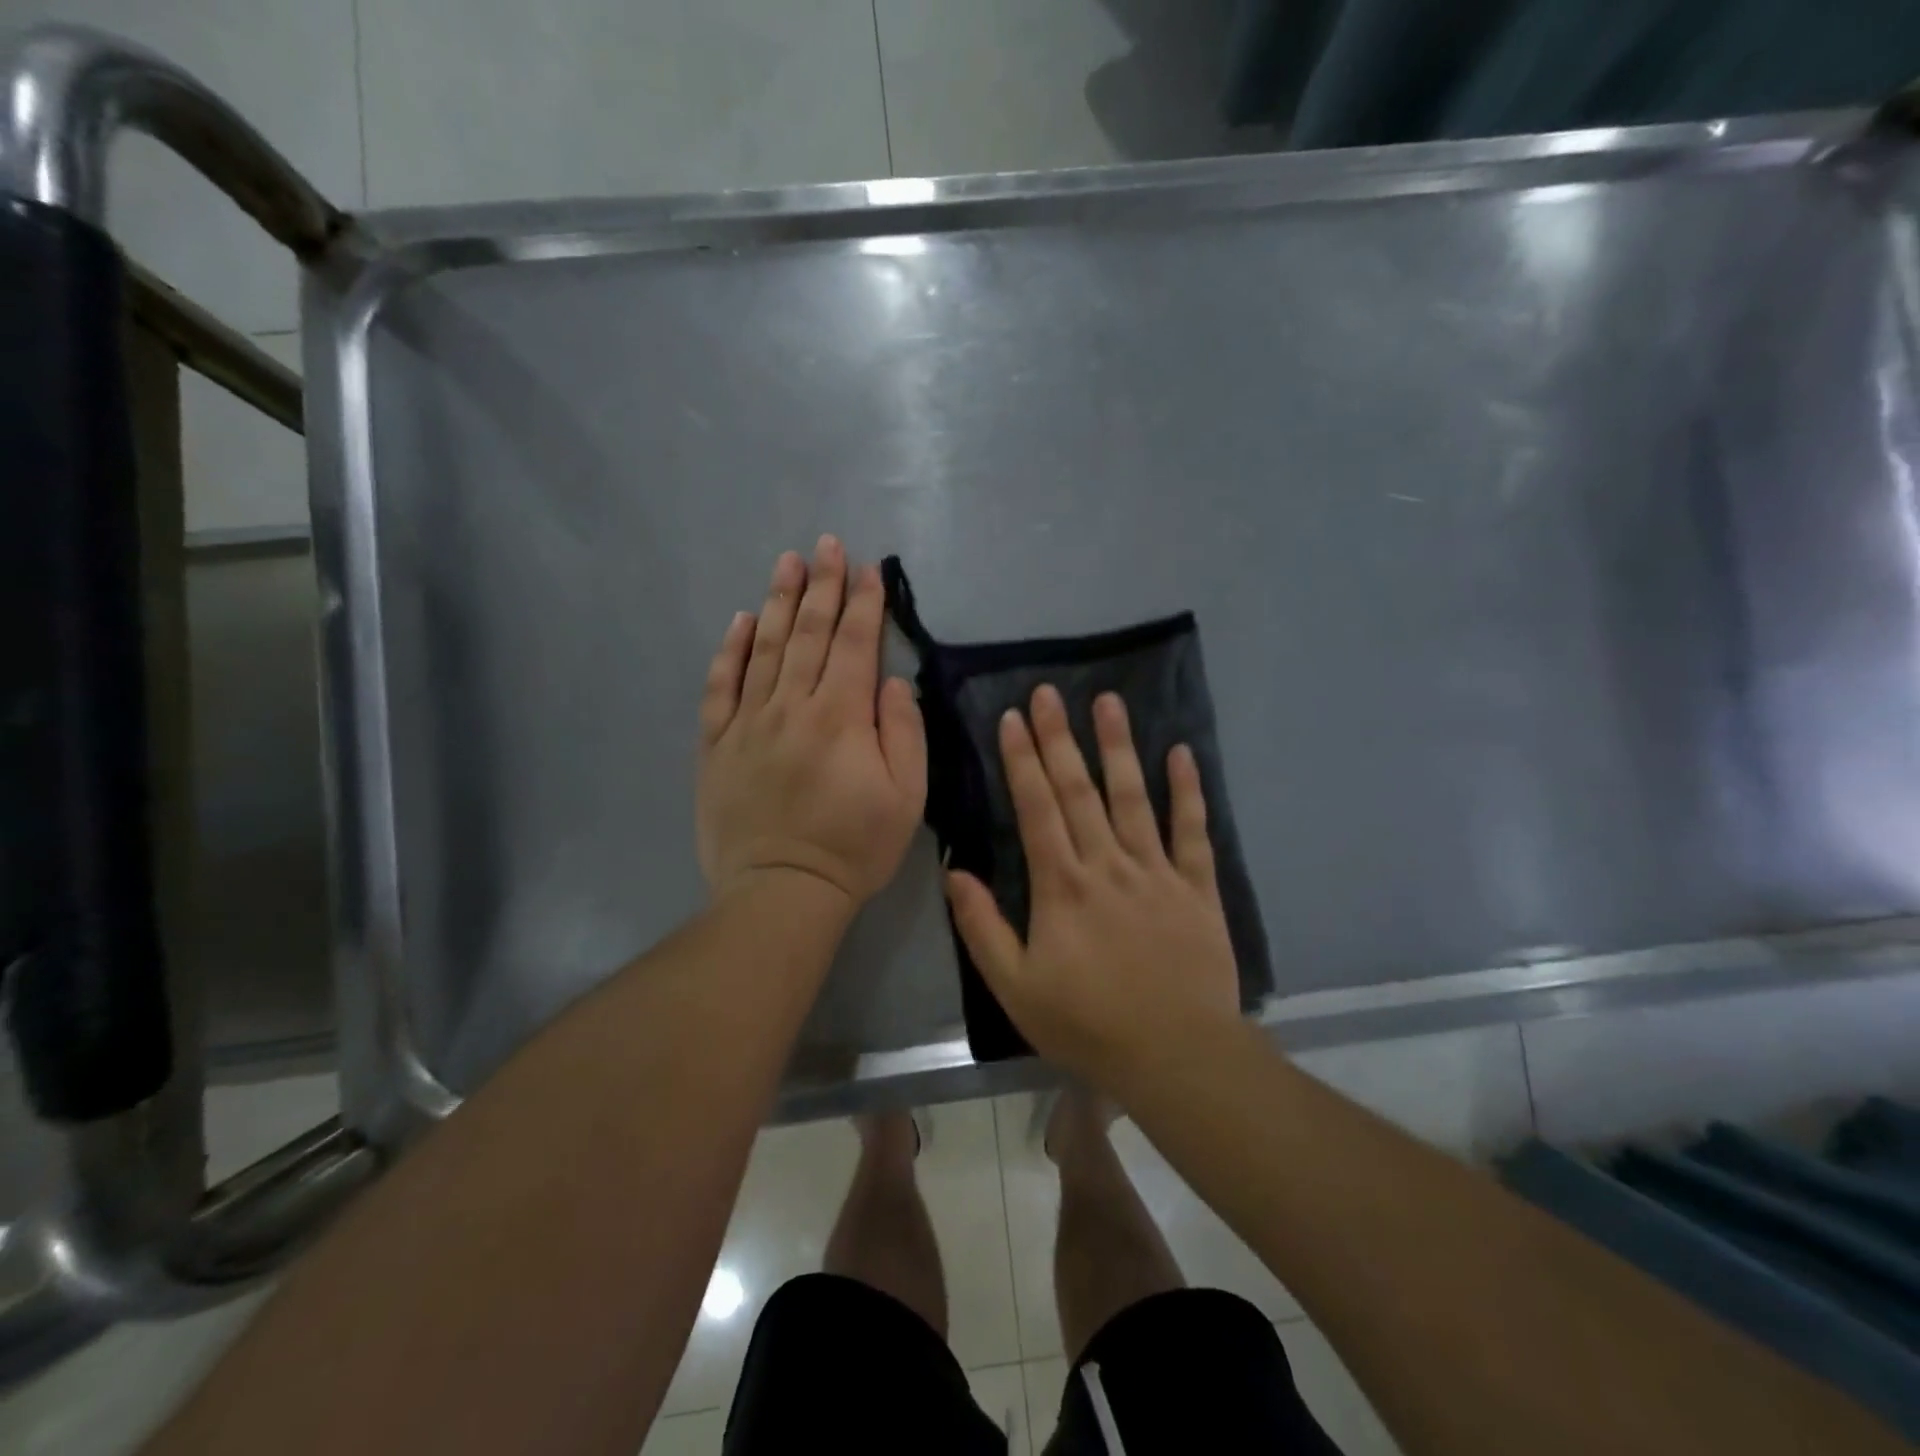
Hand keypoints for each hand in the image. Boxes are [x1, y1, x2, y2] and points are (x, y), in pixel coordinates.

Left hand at [697, 536, 926, 911]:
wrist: (781, 892)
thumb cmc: (854, 848)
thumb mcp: (907, 797)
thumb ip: (905, 732)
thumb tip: (893, 681)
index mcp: (842, 717)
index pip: (856, 645)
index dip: (865, 604)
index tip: (869, 569)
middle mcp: (793, 707)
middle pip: (808, 634)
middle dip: (822, 586)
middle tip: (826, 545)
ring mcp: (748, 723)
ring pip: (764, 648)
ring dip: (778, 602)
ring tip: (787, 562)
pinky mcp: (717, 744)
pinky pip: (720, 687)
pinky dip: (730, 651)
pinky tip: (739, 621)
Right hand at [946, 686, 1240, 1091]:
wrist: (1177, 1055)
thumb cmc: (1088, 1024)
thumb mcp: (1015, 987)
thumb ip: (982, 927)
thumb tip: (955, 872)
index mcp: (1062, 886)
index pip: (1037, 808)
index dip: (1022, 761)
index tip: (1012, 718)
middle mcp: (1107, 864)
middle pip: (1079, 790)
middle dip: (1060, 738)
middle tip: (1049, 692)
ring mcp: (1156, 871)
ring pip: (1133, 798)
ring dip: (1118, 747)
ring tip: (1108, 701)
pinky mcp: (1197, 887)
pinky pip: (1193, 831)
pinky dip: (1188, 791)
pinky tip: (1181, 753)